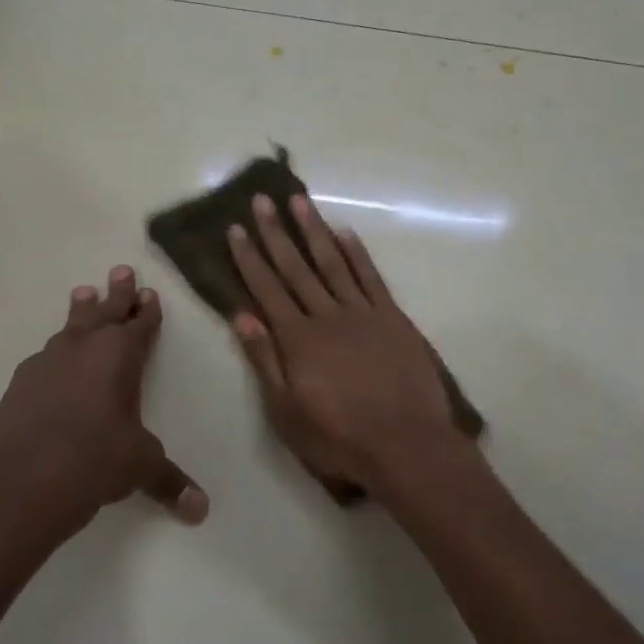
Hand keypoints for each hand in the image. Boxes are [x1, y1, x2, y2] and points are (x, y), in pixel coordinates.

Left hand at [0, 265, 207, 534]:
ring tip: (84, 292)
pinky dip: (56, 349)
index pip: (141, 325)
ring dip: (82, 310)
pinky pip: (45, 354)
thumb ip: (170, 482)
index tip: (150, 292)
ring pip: (71, 326)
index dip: (148, 310)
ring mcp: (49, 361)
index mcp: (122, 356)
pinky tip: (52, 355)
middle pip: (105, 311)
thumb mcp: (141, 467)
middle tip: (121, 269)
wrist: (25, 477)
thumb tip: (201, 510)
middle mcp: (85, 348)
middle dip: (117, 292)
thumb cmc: (97, 460)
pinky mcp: (22, 381)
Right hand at [227, 194, 458, 492]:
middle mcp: (327, 316)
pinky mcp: (393, 319)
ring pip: (333, 263)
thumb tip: (241, 316)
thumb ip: (264, 361)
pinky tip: (345, 234)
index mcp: (298, 339)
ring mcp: (363, 314)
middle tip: (262, 199)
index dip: (249, 258)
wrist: (406, 444)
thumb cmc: (339, 438)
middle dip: (276, 233)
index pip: (267, 290)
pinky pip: (371, 278)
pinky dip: (357, 254)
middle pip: (296, 268)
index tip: (236, 228)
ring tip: (299, 201)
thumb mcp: (286, 412)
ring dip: (314, 231)